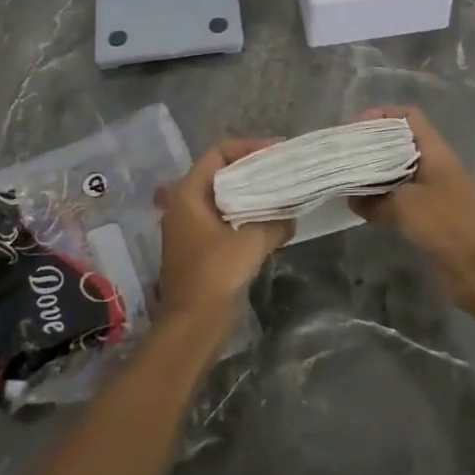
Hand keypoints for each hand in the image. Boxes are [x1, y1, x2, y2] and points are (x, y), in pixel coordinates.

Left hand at [153, 138, 292, 327]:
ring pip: (224, 199)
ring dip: (250, 196)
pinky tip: (270, 224)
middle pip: (220, 174)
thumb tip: (290, 217)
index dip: (247, 148)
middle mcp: (184, 206)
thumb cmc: (214, 275)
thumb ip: (274, 222)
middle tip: (282, 170)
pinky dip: (246, 217)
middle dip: (252, 171)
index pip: (218, 154)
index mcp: (188, 194)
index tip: (276, 151)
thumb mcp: (251, 242)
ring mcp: (190, 229)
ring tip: (281, 194)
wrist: (192, 327)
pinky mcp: (200, 250)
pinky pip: (225, 221)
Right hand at [350, 107, 474, 306]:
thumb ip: (374, 200)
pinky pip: (404, 198)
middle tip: (346, 154)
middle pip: (402, 143)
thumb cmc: (445, 224)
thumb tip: (353, 200)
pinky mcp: (434, 216)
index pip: (409, 117)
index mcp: (435, 151)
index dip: (383, 115)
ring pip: (401, 172)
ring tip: (350, 179)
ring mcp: (436, 191)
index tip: (356, 127)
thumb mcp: (403, 206)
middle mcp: (436, 165)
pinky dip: (385, 199)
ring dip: (377, 174)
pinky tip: (365, 207)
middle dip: (374, 145)